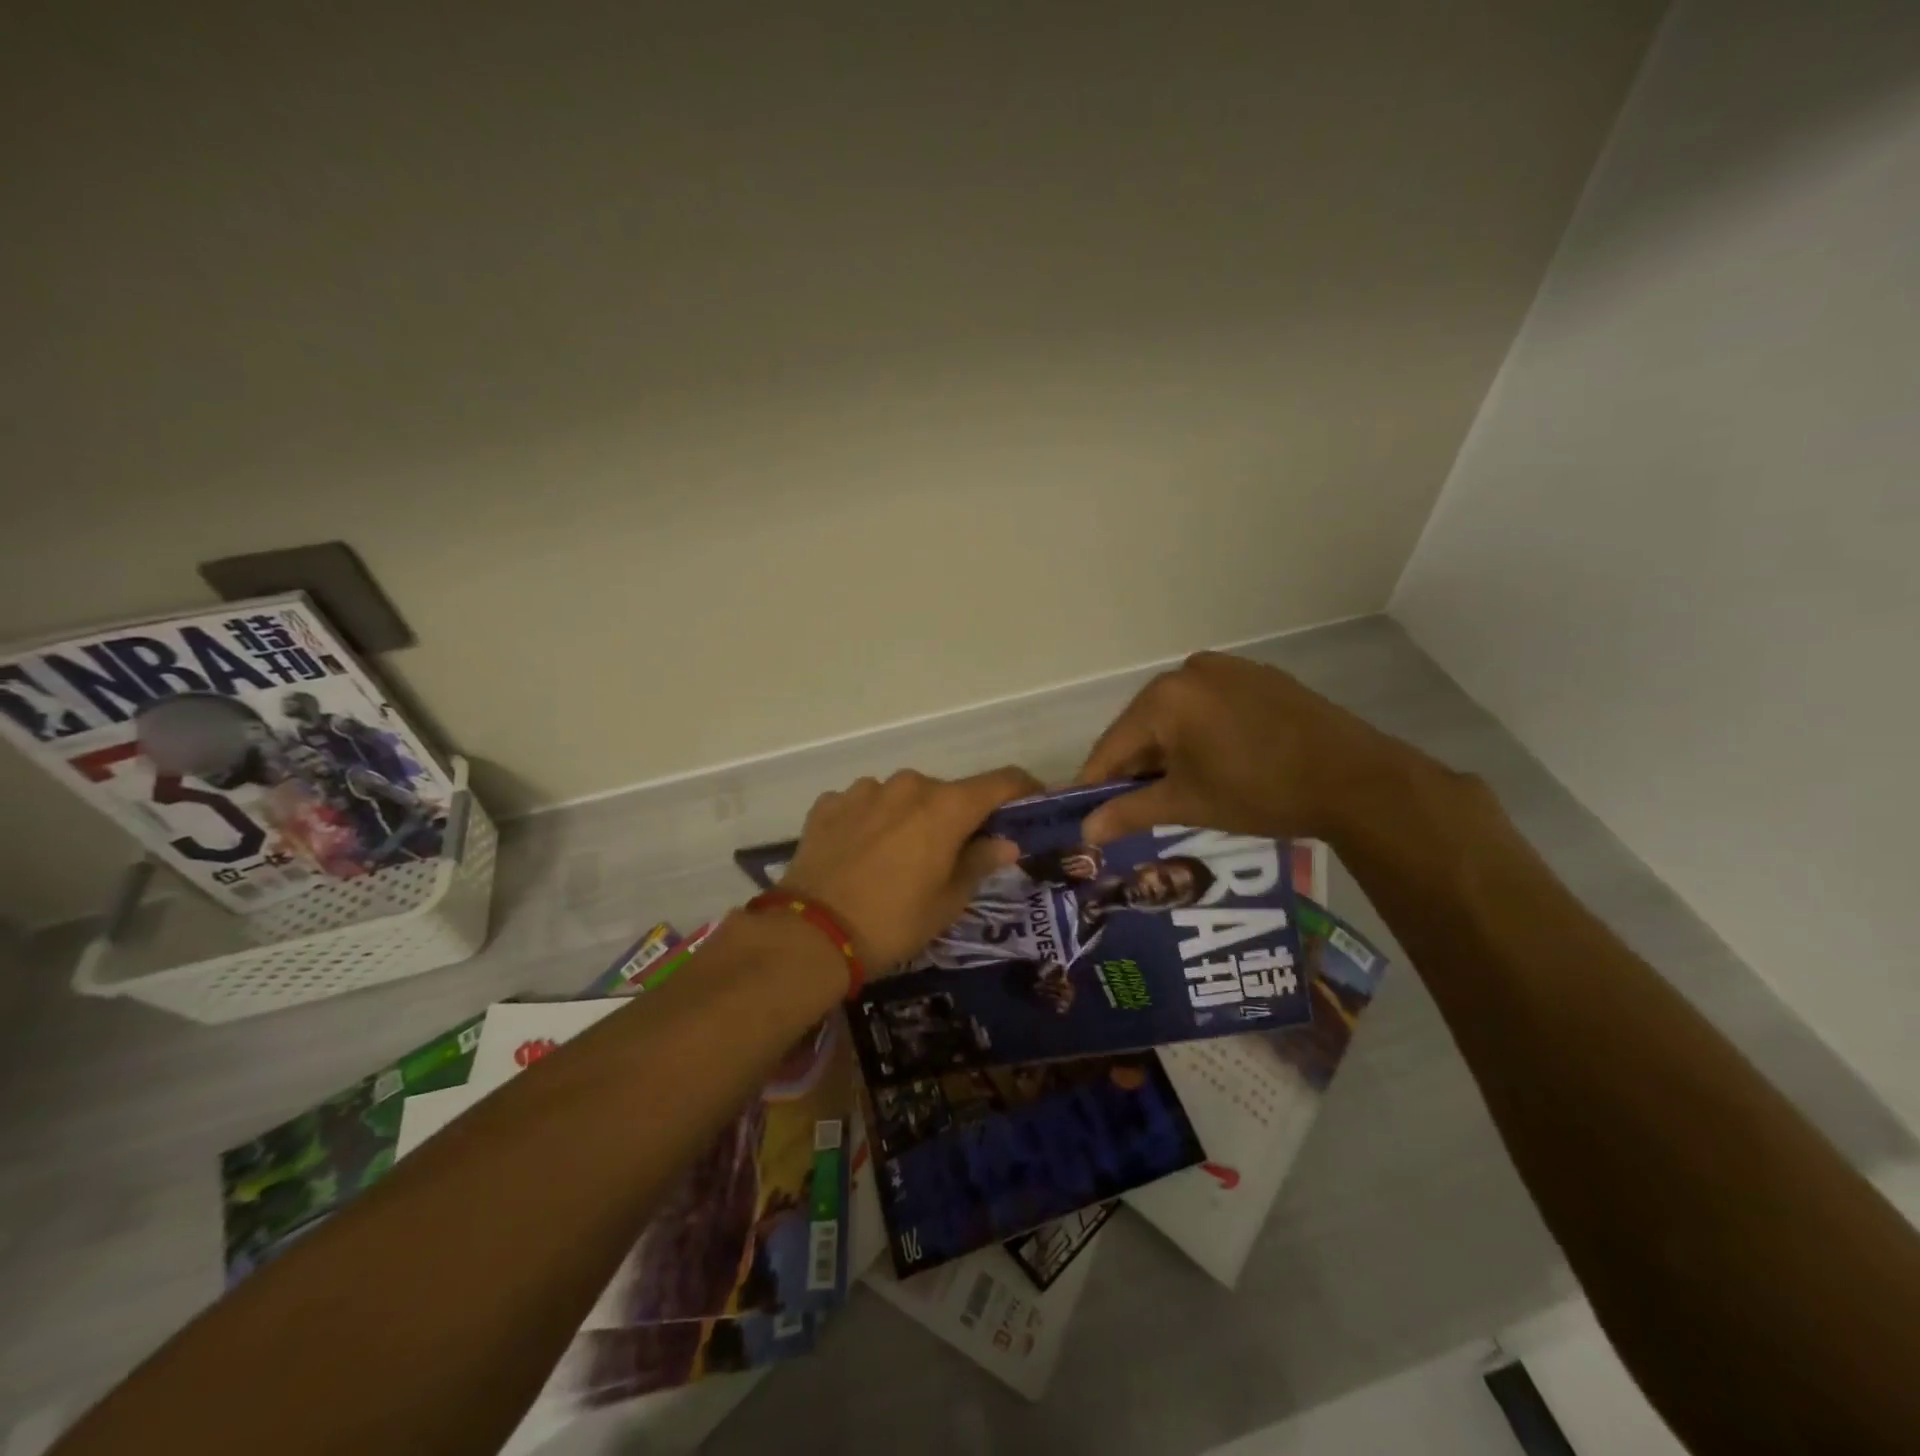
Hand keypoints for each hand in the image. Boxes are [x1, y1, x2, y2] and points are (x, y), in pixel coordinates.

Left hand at [780, 766, 1042, 970]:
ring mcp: (864, 790)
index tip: (1031, 804)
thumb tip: (1005, 843)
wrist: (810, 933)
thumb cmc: (893, 921)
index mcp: (946, 806)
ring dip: (910, 818)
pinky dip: (872, 822)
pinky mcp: (829, 803)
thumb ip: (980, 863)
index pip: (1000, 781)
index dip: (1022, 790)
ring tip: (899, 858)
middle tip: (954, 853)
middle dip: (957, 817)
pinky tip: (861, 854)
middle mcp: (908, 785)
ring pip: (902, 797)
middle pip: (948, 793)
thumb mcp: (947, 902)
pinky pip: (864, 805)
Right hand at [1074, 652, 1422, 843]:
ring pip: (1176, 716)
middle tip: (1129, 807)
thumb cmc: (1259, 791)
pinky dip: (1198, 734)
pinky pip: (1208, 707)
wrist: (1354, 779)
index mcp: (1165, 697)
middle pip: (1143, 726)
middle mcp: (1189, 671)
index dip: (1094, 782)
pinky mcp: (1257, 677)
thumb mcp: (1187, 804)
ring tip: (1172, 789)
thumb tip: (1086, 832)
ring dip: (1166, 750)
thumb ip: (1129, 812)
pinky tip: (1211, 763)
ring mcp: (1227, 669)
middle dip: (1134, 767)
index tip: (1082, 812)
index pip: (1112, 745)